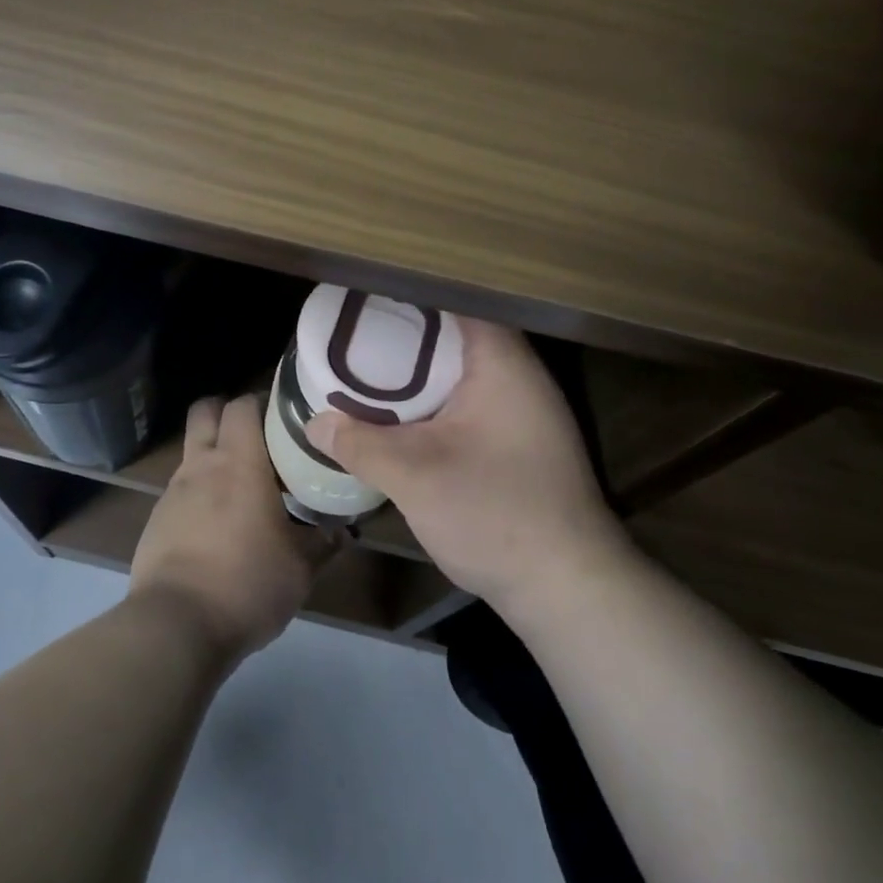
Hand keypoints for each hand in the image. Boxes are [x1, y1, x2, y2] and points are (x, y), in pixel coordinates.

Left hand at [131, 394, 334, 661]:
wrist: (175, 626)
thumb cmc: (247, 583)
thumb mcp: (300, 568)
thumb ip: (324, 542)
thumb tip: (345, 530)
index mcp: (239, 462)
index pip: (243, 404)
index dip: (262, 401)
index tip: (284, 416)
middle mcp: (201, 464)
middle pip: (205, 410)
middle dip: (228, 412)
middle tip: (258, 437)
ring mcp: (173, 491)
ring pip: (192, 450)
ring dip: (213, 455)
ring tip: (242, 486)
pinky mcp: (156, 520)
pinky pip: (180, 489)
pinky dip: (199, 492)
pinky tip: (217, 525)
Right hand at [306, 319, 628, 621]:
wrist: (568, 588)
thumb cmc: (494, 513)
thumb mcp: (414, 477)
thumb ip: (360, 444)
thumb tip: (314, 423)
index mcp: (502, 363)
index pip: (457, 300)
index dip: (411, 294)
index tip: (368, 296)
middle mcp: (521, 376)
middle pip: (459, 334)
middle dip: (408, 334)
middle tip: (357, 332)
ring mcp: (527, 411)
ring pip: (465, 371)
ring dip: (423, 371)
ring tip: (371, 367)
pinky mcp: (523, 442)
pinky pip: (473, 401)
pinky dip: (438, 400)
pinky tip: (405, 417)